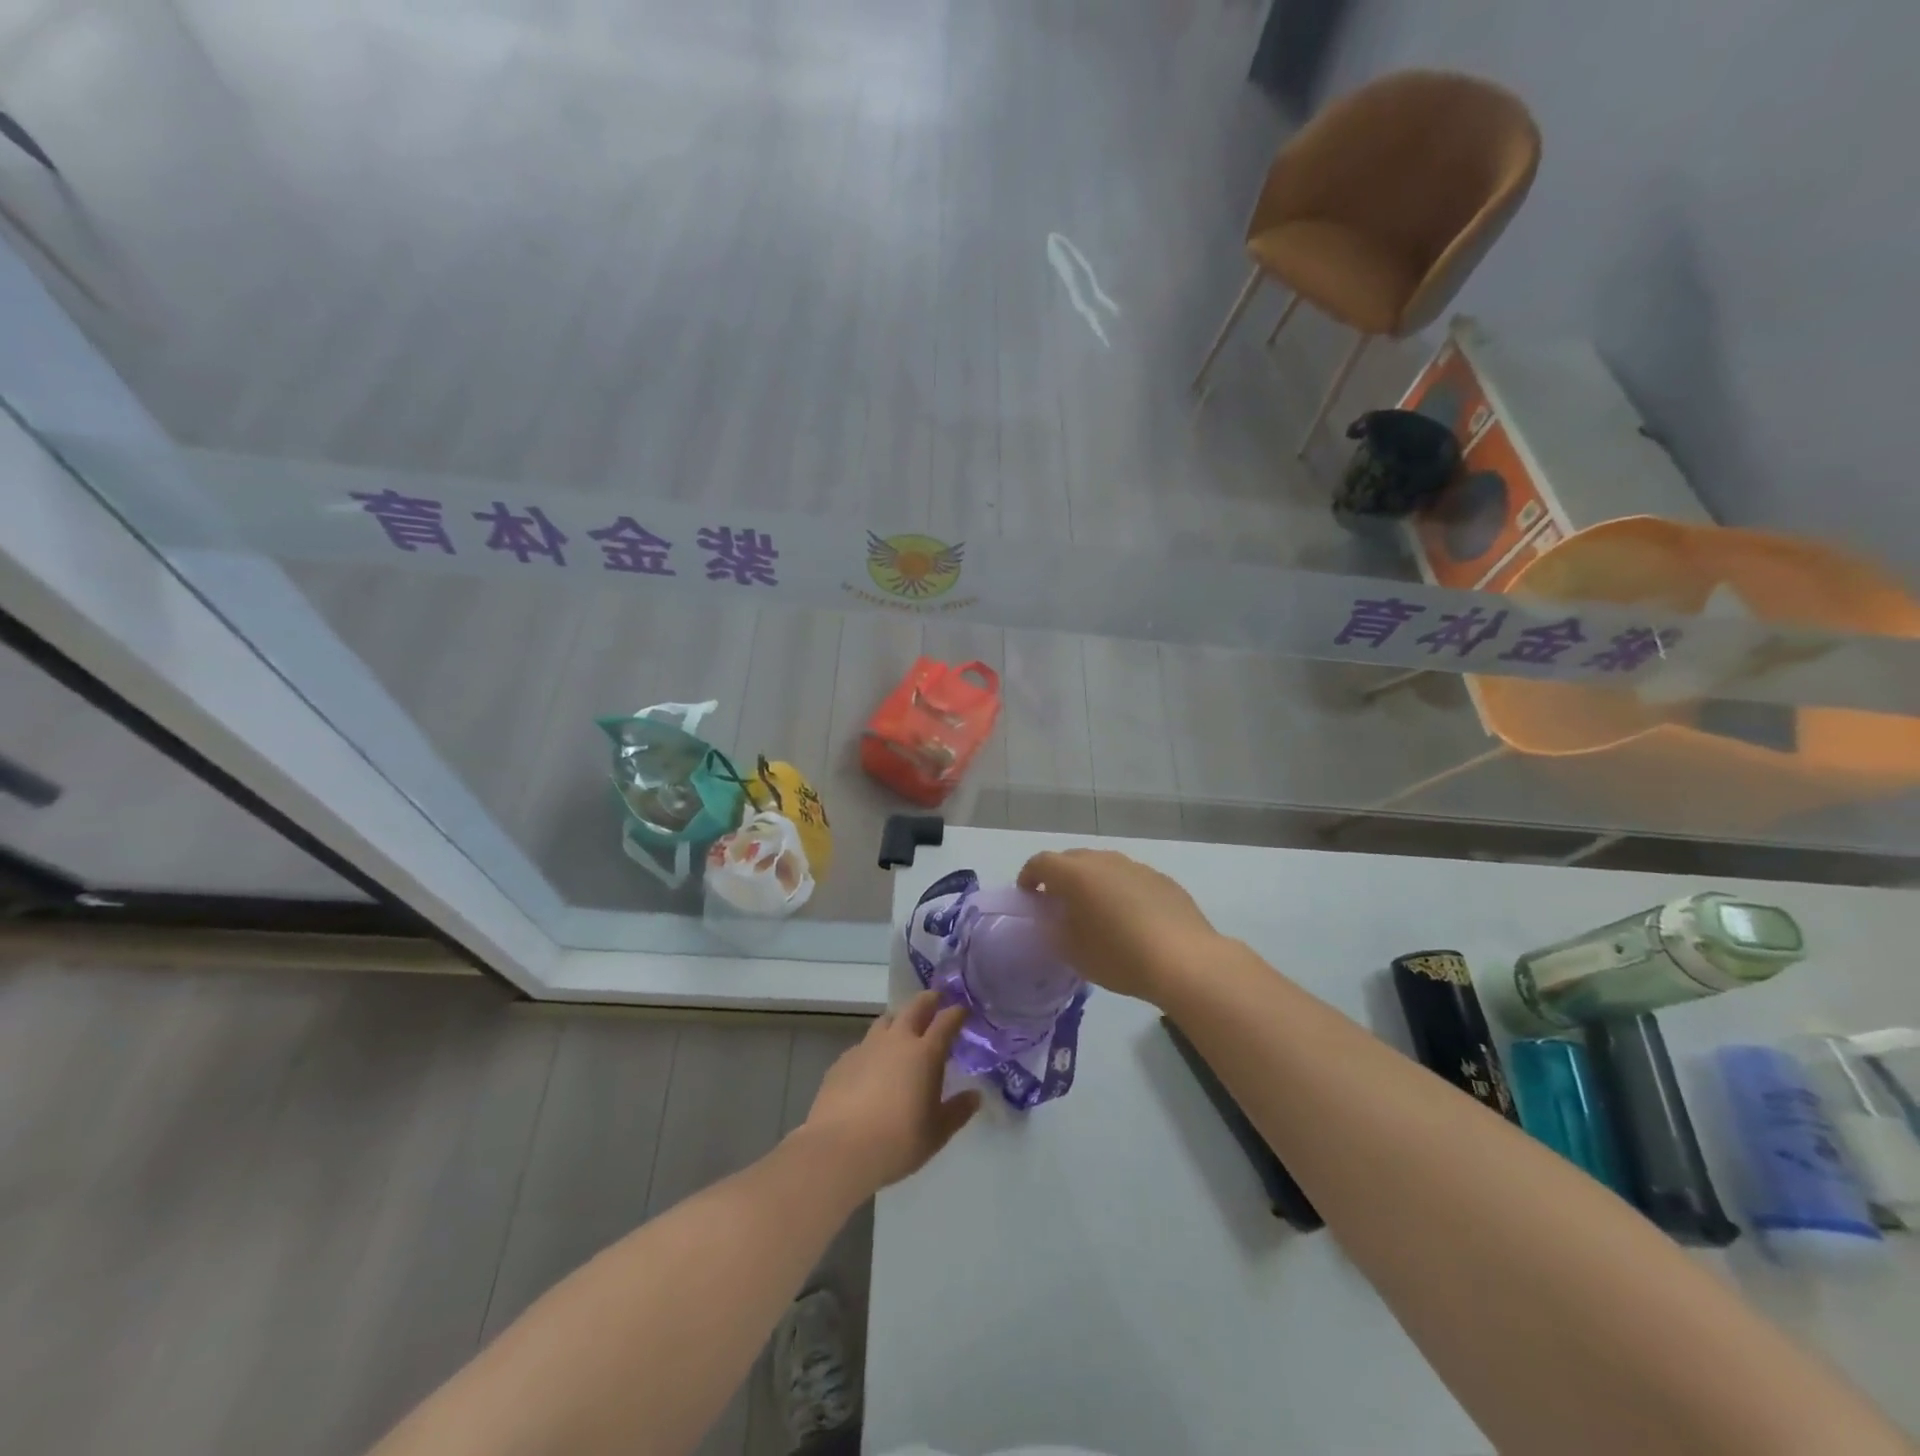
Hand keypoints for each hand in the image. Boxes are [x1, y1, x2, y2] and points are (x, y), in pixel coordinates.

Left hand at [798, 990, 980, 1195]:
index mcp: (925, 1053)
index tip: (964, 1010)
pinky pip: (864, 1045)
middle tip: (937, 1000)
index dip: (957, 1013)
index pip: (946, 1021)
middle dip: (929, 1000)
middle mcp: (896, 1041)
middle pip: (915, 1007)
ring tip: (903, 1031)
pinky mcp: (843, 1060)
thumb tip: (975, 1096)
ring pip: (886, 1020)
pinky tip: (873, 1067)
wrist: (840, 1150)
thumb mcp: (937, 1133)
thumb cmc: (898, 1142)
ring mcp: (867, 1047)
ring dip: (899, 1020)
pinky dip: (875, 1048)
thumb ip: (958, 1111)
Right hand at [1018, 848, 1221, 1002]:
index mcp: (1077, 874)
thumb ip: (1054, 929)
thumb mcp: (1073, 952)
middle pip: (1073, 859)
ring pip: (1104, 867)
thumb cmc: (1120, 957)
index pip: (1041, 862)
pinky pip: (1131, 879)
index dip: (1029, 876)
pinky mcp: (1163, 880)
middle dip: (1061, 877)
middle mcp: (1105, 861)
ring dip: (1093, 882)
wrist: (1186, 961)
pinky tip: (1130, 919)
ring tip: (1096, 911)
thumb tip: (1052, 918)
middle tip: (1059, 904)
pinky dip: (1121, 891)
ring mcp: (1137, 867)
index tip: (1028, 895)